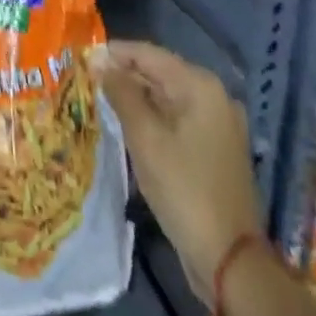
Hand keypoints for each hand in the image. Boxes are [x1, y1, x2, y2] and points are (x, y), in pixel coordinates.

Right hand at [92, 40, 262, 298]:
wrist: (230, 262)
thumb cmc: (184, 189)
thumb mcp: (144, 137)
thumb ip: (120, 92)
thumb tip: (101, 63)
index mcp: (199, 85)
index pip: (148, 53)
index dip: (114, 53)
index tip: (84, 58)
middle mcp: (214, 95)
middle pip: (160, 73)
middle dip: (125, 76)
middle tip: (89, 81)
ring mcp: (220, 123)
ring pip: (168, 97)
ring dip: (137, 98)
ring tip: (103, 101)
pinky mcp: (217, 147)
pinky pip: (179, 118)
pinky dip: (155, 117)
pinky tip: (131, 126)